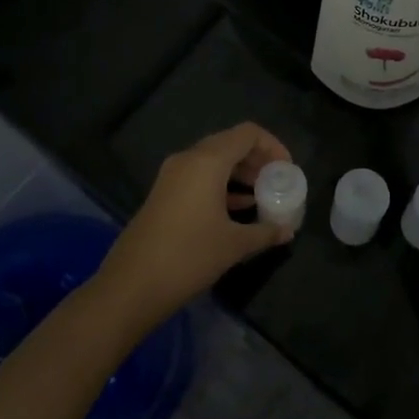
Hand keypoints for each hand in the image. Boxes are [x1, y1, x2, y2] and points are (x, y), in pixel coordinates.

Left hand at [95, 124, 293, 331]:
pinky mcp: (164, 193)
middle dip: (257, 159)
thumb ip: (265, 232)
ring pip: (214, 160)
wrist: (131, 285)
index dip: (273, 146)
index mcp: (208, 160)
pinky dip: (221, 184)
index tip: (287, 170)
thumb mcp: (234, 245)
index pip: (248, 133)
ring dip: (239, 172)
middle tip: (276, 182)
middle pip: (231, 143)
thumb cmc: (189, 256)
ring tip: (261, 195)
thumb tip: (287, 231)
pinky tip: (237, 208)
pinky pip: (199, 175)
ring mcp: (172, 175)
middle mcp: (189, 158)